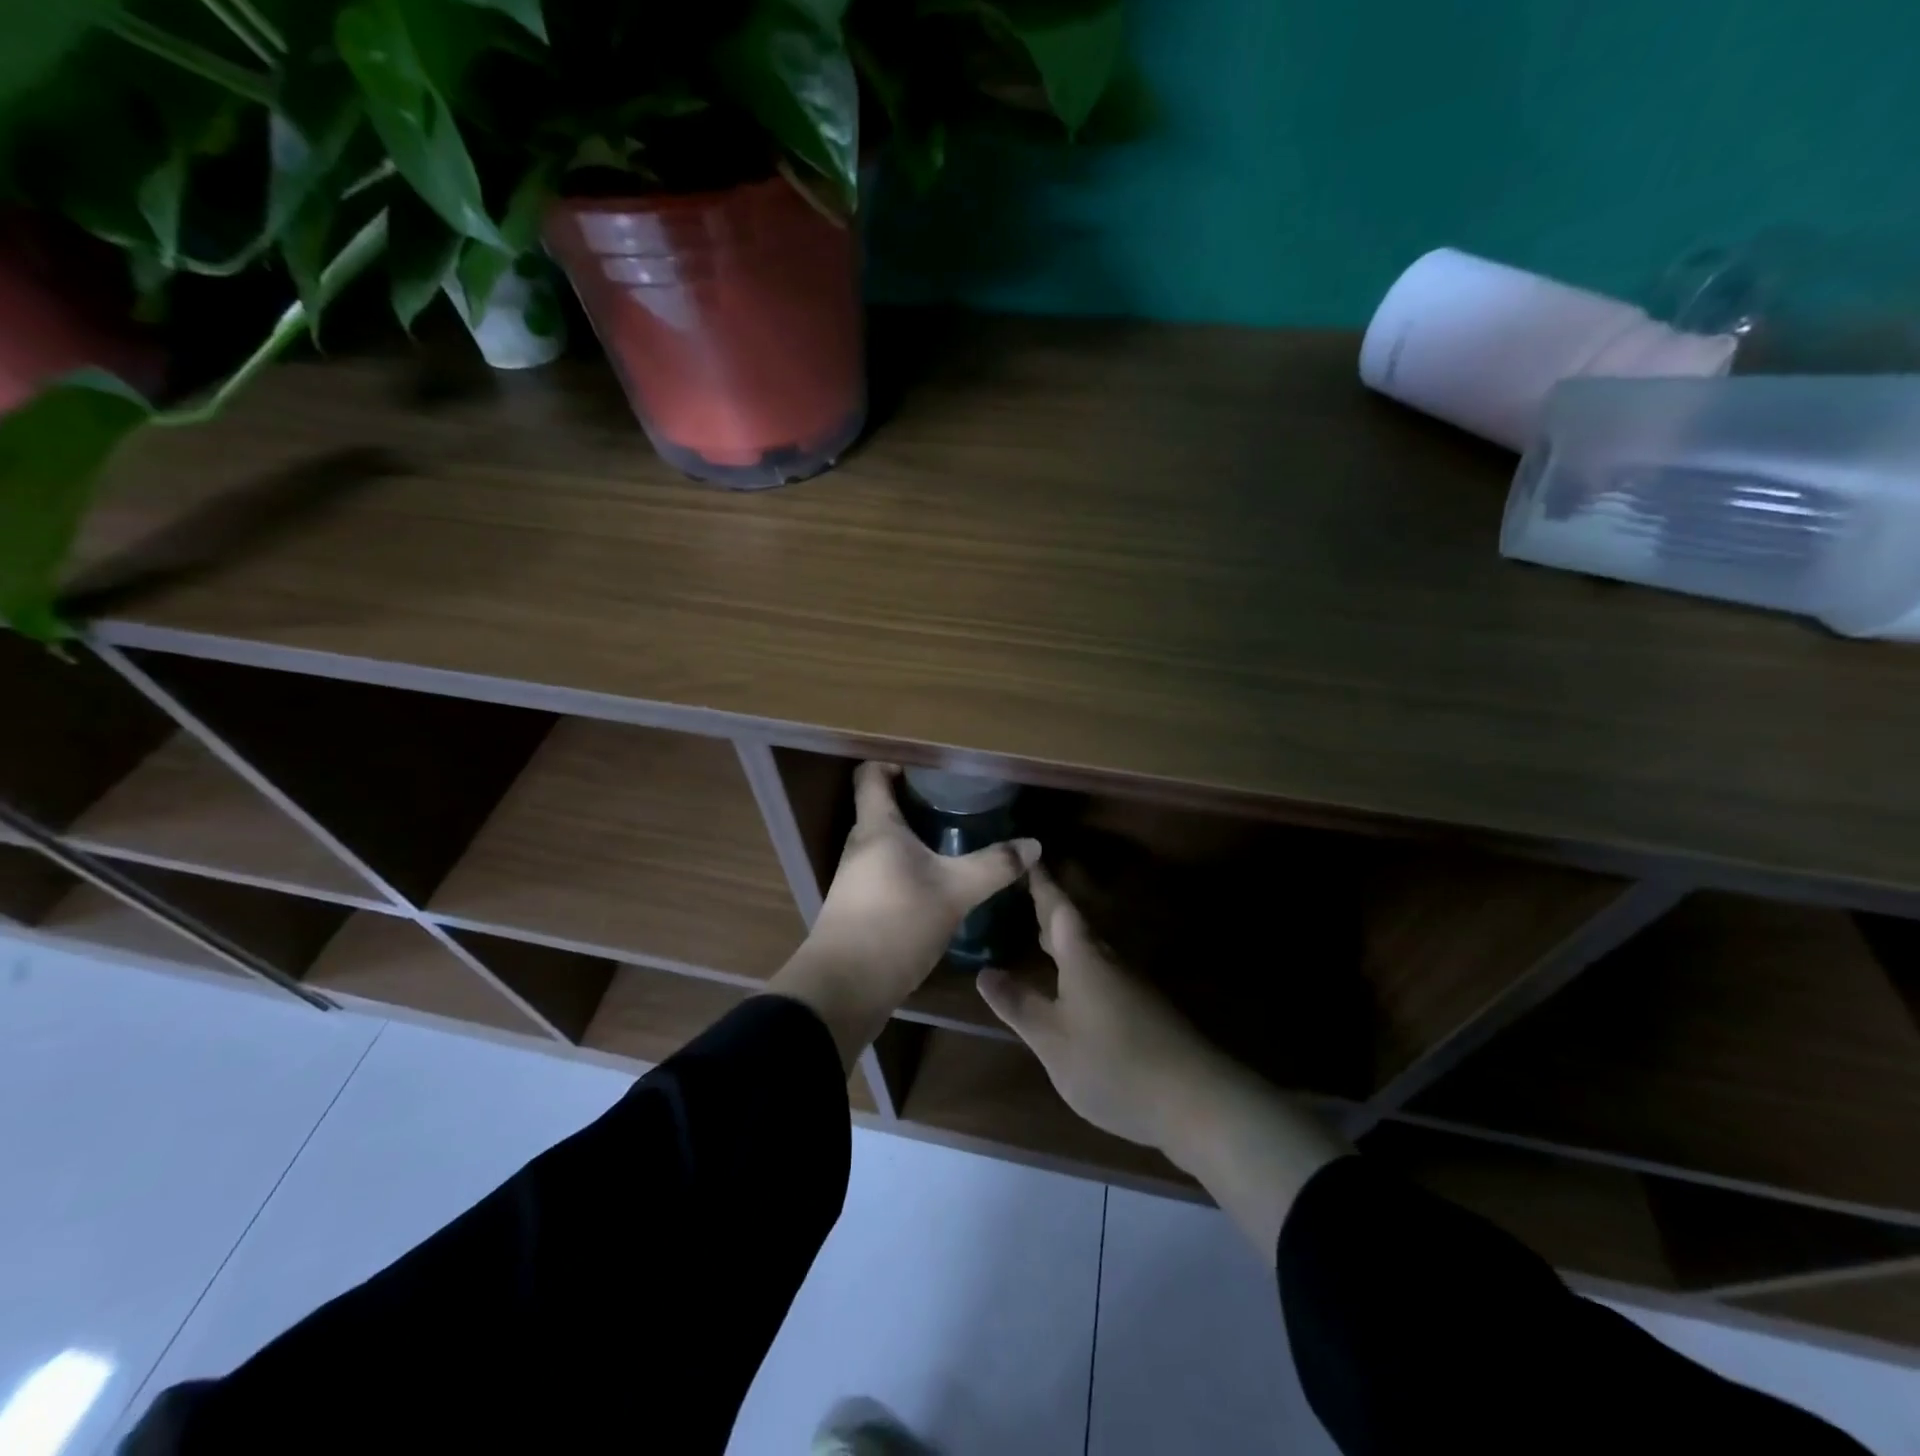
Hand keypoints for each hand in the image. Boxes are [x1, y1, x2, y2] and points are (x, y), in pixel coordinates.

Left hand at [772, 762, 1038, 1069]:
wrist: (845, 987)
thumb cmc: (896, 922)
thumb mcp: (955, 891)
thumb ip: (994, 865)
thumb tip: (1034, 844)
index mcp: (876, 827)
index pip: (872, 774)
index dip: (896, 762)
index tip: (933, 769)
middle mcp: (860, 845)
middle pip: (882, 808)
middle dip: (917, 802)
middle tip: (958, 804)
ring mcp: (855, 878)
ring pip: (886, 843)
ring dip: (915, 838)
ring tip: (955, 841)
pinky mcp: (859, 907)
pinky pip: (886, 872)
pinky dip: (910, 868)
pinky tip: (938, 884)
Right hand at [978, 863, 1226, 1151]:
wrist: (1195, 1100)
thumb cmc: (1113, 1064)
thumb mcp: (1053, 1040)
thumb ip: (1018, 1005)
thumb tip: (985, 972)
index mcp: (1082, 957)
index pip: (1057, 907)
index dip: (1041, 883)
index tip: (1029, 856)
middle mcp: (1107, 961)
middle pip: (1075, 925)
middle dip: (1049, 908)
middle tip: (1024, 891)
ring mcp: (1130, 984)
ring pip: (1089, 949)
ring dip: (1064, 938)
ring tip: (1039, 933)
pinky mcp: (1143, 1009)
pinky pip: (1101, 971)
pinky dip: (1078, 964)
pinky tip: (1071, 984)